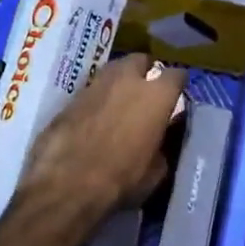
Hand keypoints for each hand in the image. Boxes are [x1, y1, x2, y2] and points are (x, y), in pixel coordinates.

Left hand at [17, 54, 186, 227]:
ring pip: (113, 70)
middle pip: (140, 60)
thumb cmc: (121, 180)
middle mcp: (127, 80)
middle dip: (145, 71)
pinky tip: (96, 115)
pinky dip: (97, 97)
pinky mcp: (70, 97)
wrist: (66, 184)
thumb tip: (161, 136)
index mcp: (156, 95)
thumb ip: (163, 145)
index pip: (176, 75)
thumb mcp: (156, 171)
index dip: (178, 84)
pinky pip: (91, 89)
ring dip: (119, 80)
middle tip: (146, 90)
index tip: (177, 95)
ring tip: (120, 100)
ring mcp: (95, 84)